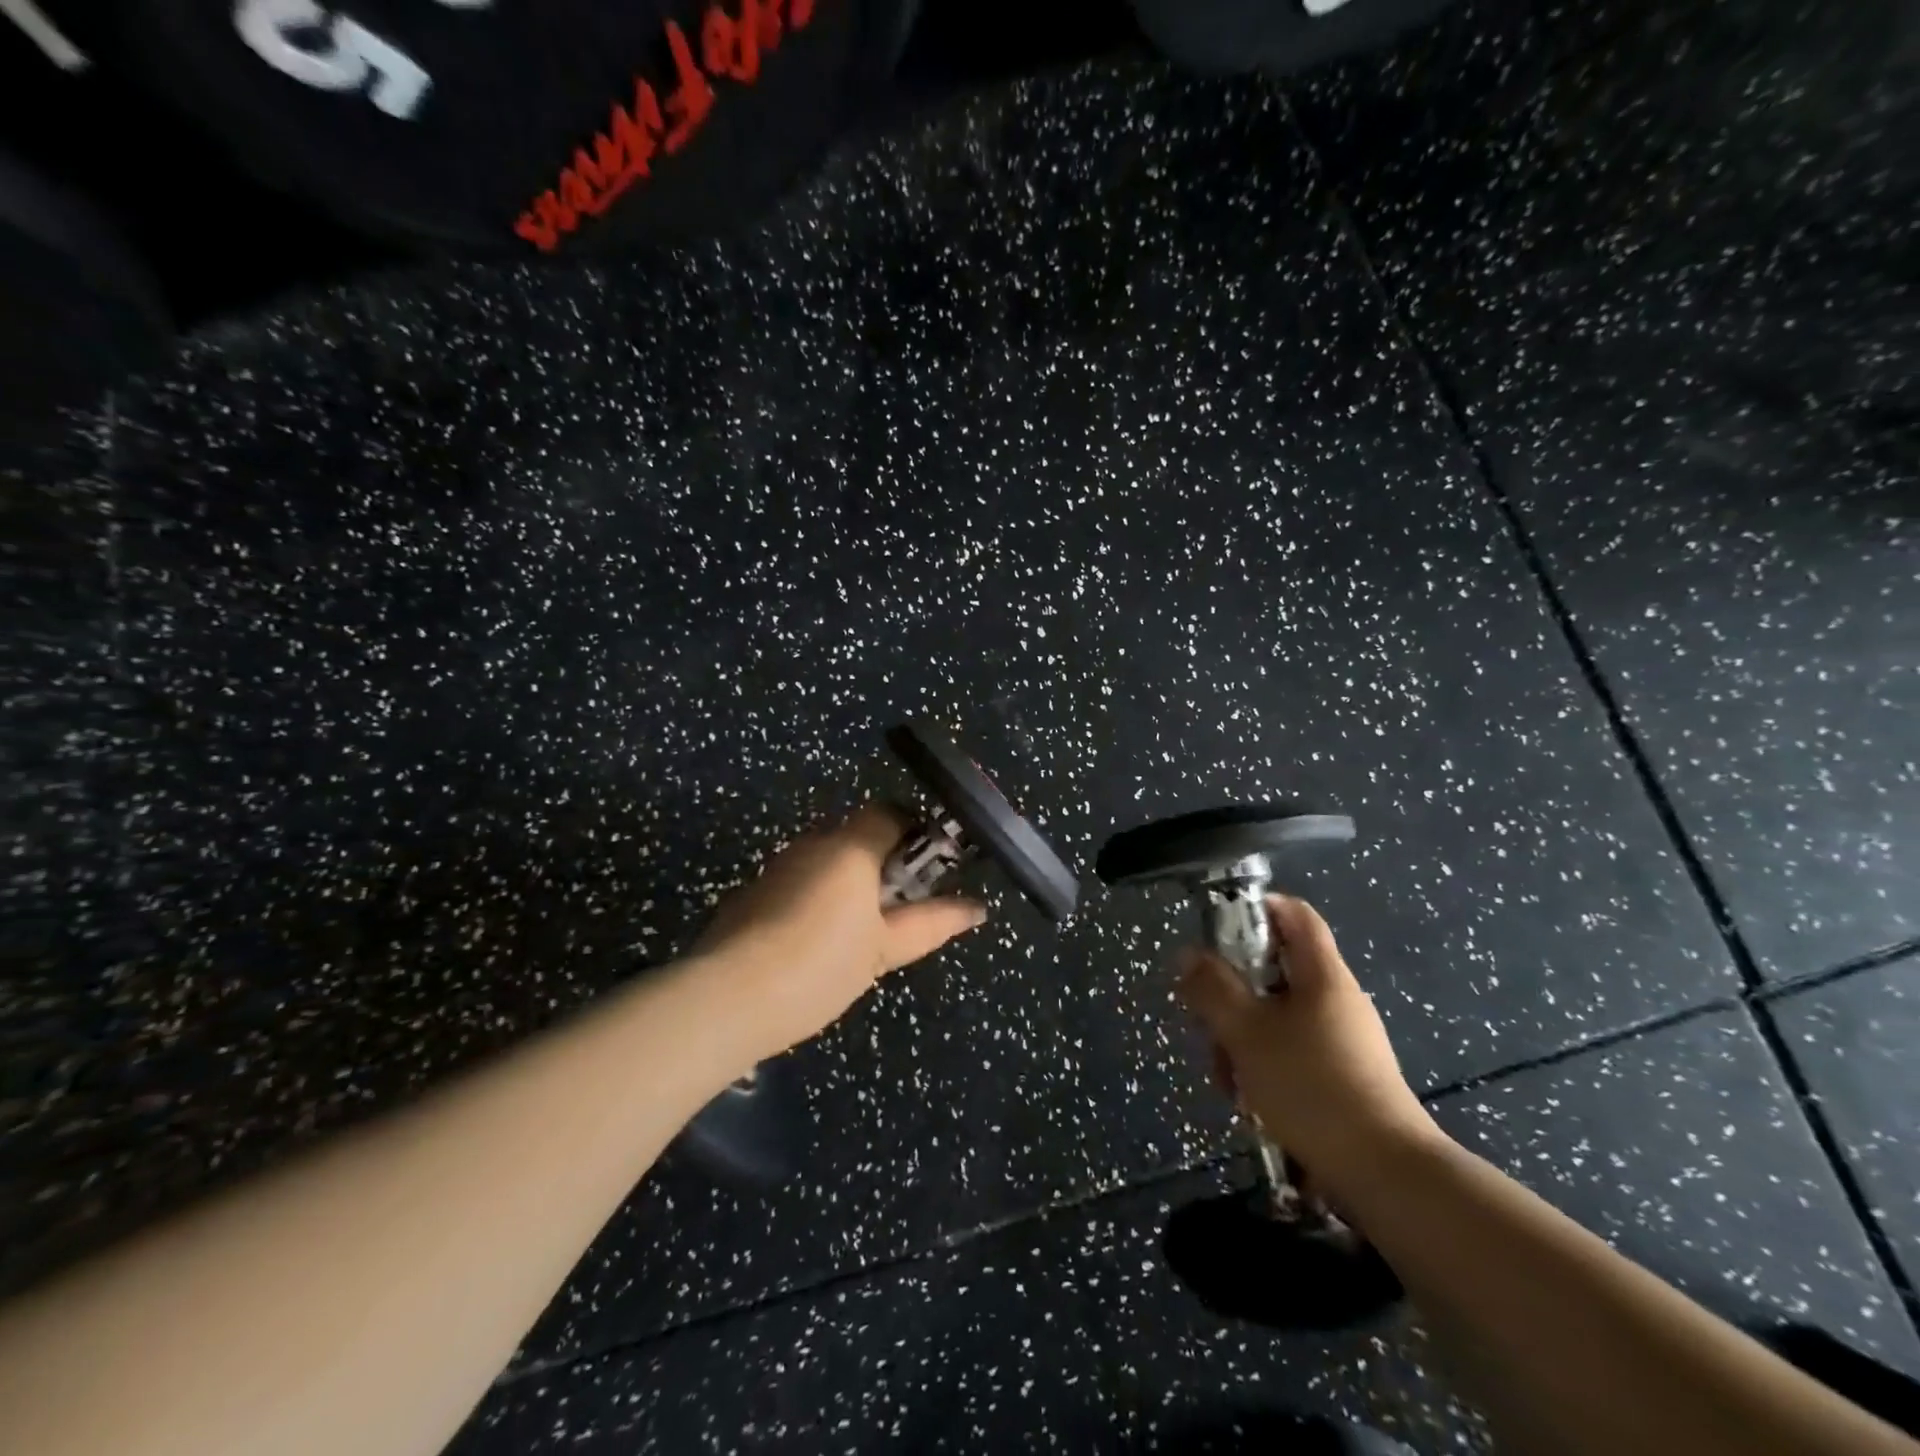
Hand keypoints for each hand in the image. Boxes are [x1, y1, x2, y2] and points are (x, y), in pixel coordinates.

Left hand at [690, 803, 986, 1066]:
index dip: (916, 835)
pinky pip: (798, 885)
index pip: (891, 813)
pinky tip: (815, 947)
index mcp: (849, 847)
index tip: (931, 872)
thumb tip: (977, 908)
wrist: (727, 997)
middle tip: (898, 914)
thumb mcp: (884, 949)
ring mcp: (777, 868)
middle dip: (883, 867)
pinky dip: (816, 903)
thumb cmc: (821, 964)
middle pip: (858, 838)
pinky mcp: (751, 894)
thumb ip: (932, 922)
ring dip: (849, 886)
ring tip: (858, 938)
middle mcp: (811, 845)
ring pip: (826, 863)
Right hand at [1177, 895, 1440, 1198]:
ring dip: (1242, 1037)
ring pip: (1276, 1014)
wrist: (1385, 1173)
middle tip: (1209, 1023)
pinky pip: (1291, 1048)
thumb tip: (1188, 956)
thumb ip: (1212, 989)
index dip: (1254, 909)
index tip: (1215, 933)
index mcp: (1322, 974)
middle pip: (1274, 968)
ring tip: (1228, 1079)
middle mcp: (1335, 997)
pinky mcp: (1342, 1073)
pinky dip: (1264, 1063)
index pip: (1292, 913)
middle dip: (1233, 993)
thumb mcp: (1246, 1032)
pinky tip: (1251, 1100)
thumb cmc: (1311, 1086)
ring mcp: (1342, 1037)